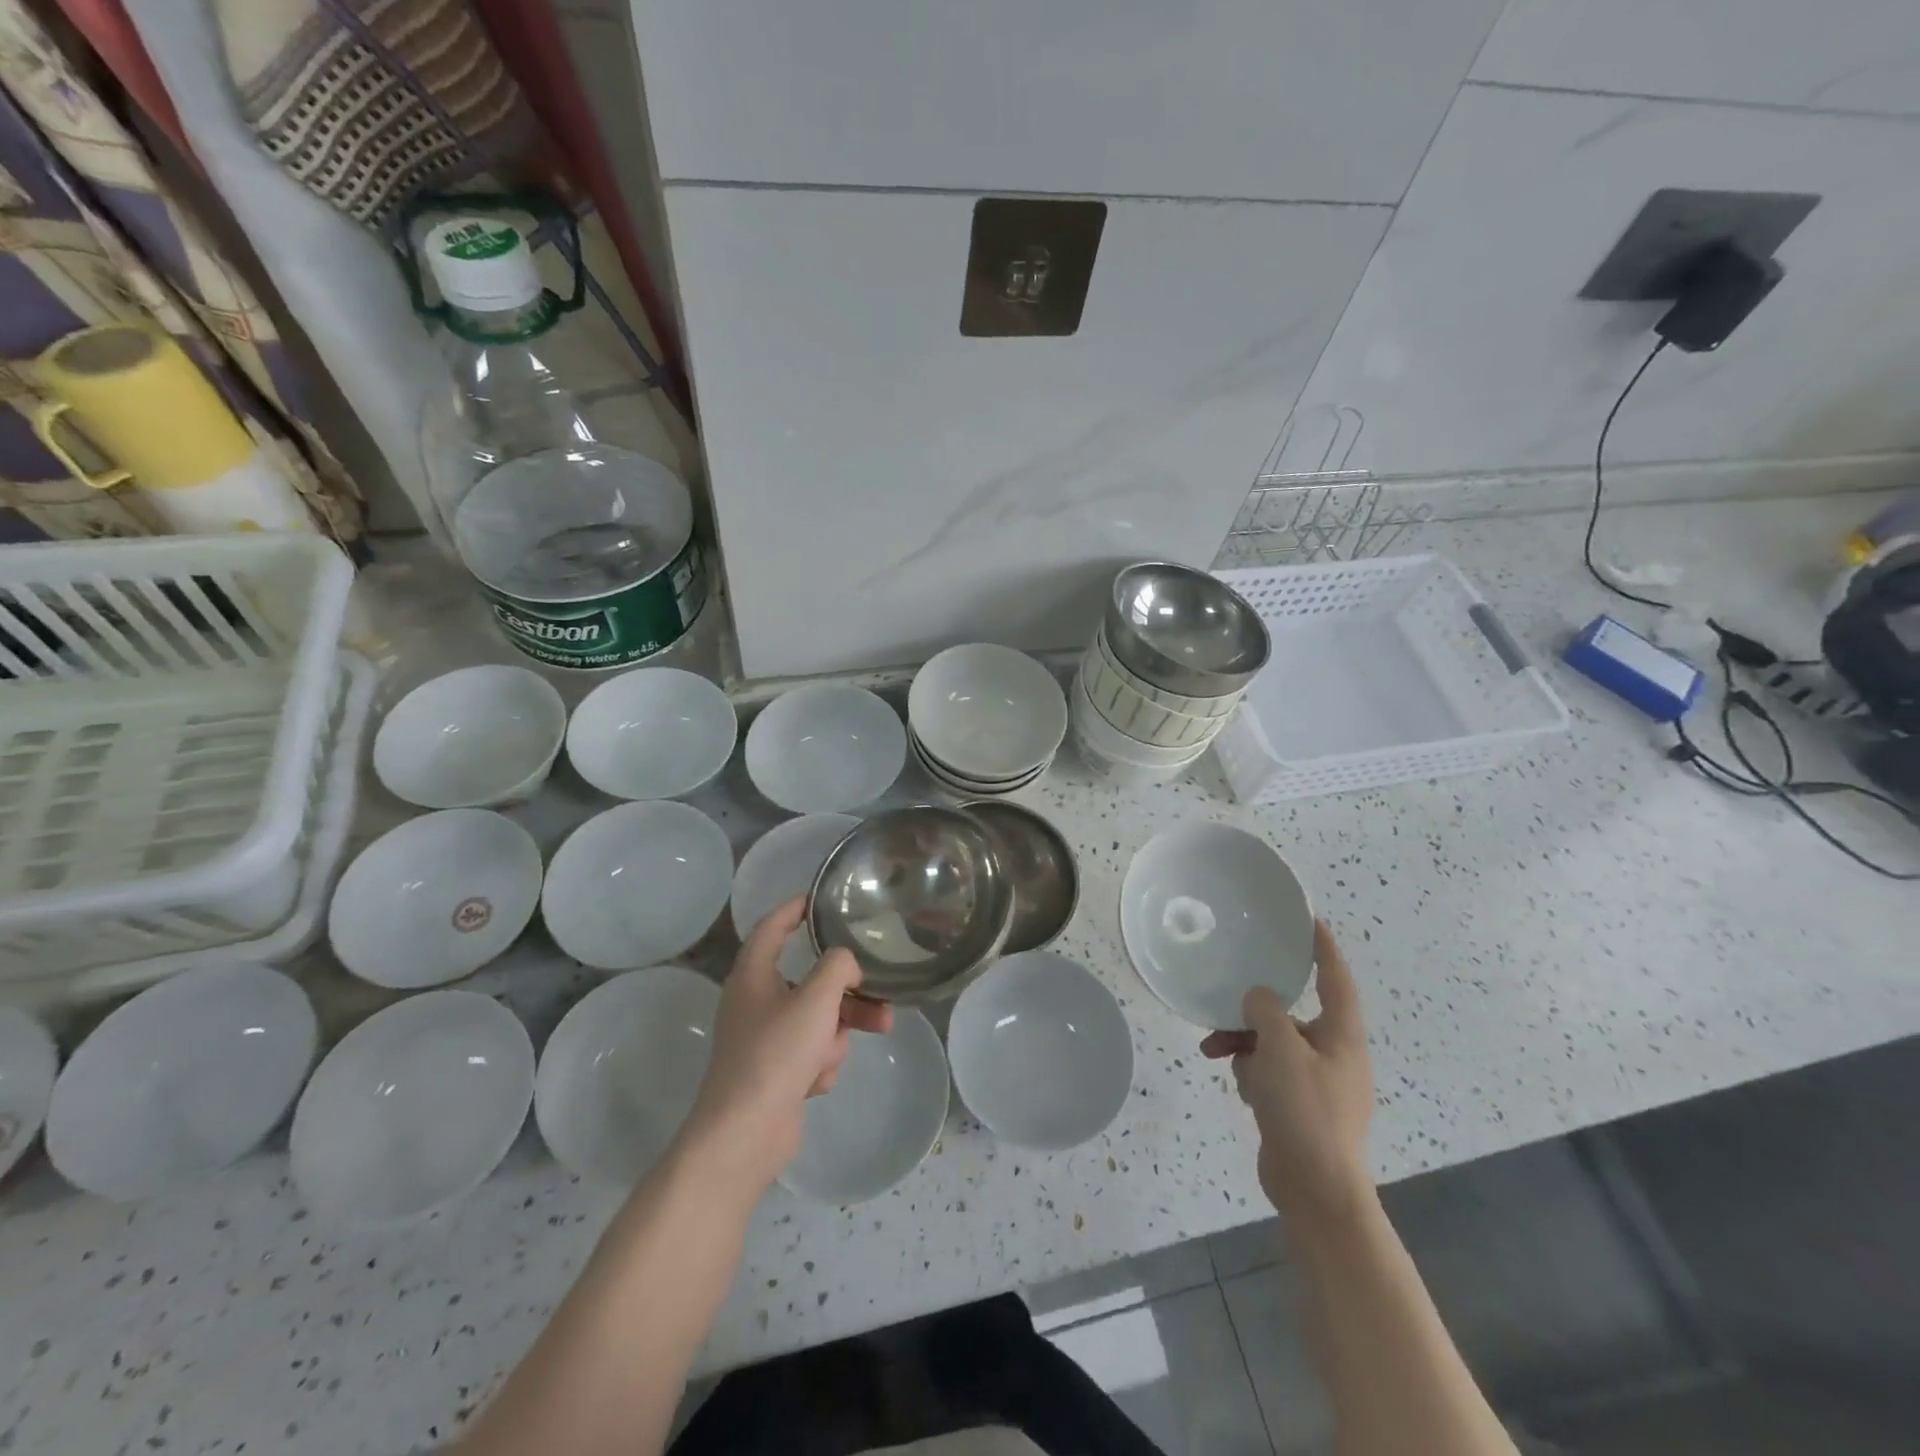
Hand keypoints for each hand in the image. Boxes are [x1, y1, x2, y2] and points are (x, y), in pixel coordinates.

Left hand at [679, 898, 891, 1198]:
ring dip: (838, 1031)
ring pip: (817, 1018)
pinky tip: (815, 1081)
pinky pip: (811, 1051)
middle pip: (810, 979)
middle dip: (846, 991)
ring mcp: (764, 1038)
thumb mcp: (815, 999)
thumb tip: (845, 965)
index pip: (773, 926)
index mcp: (753, 974)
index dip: (795, 908)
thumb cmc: (775, 1053)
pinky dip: (820, 1062)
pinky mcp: (775, 1071)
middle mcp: (756, 1001)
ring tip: (866, 1037)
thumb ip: (838, 967)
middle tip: (879, 991)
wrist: (745, 1133)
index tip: (820, 898)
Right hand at [1201, 920, 1373, 1223]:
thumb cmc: (1306, 1110)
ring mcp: (1316, 1082)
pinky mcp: (1297, 1105)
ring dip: (1242, 1040)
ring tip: (1213, 1049)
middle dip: (1256, 1008)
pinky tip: (1233, 1080)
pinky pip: (1268, 1070)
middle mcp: (1333, 1053)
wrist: (1316, 1189)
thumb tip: (1258, 999)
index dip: (1322, 948)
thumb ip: (1265, 1011)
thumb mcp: (1280, 1049)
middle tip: (1228, 997)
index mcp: (1341, 1035)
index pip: (1335, 978)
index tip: (1307, 920)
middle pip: (1292, 1012)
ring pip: (1273, 1042)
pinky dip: (1248, 1069)